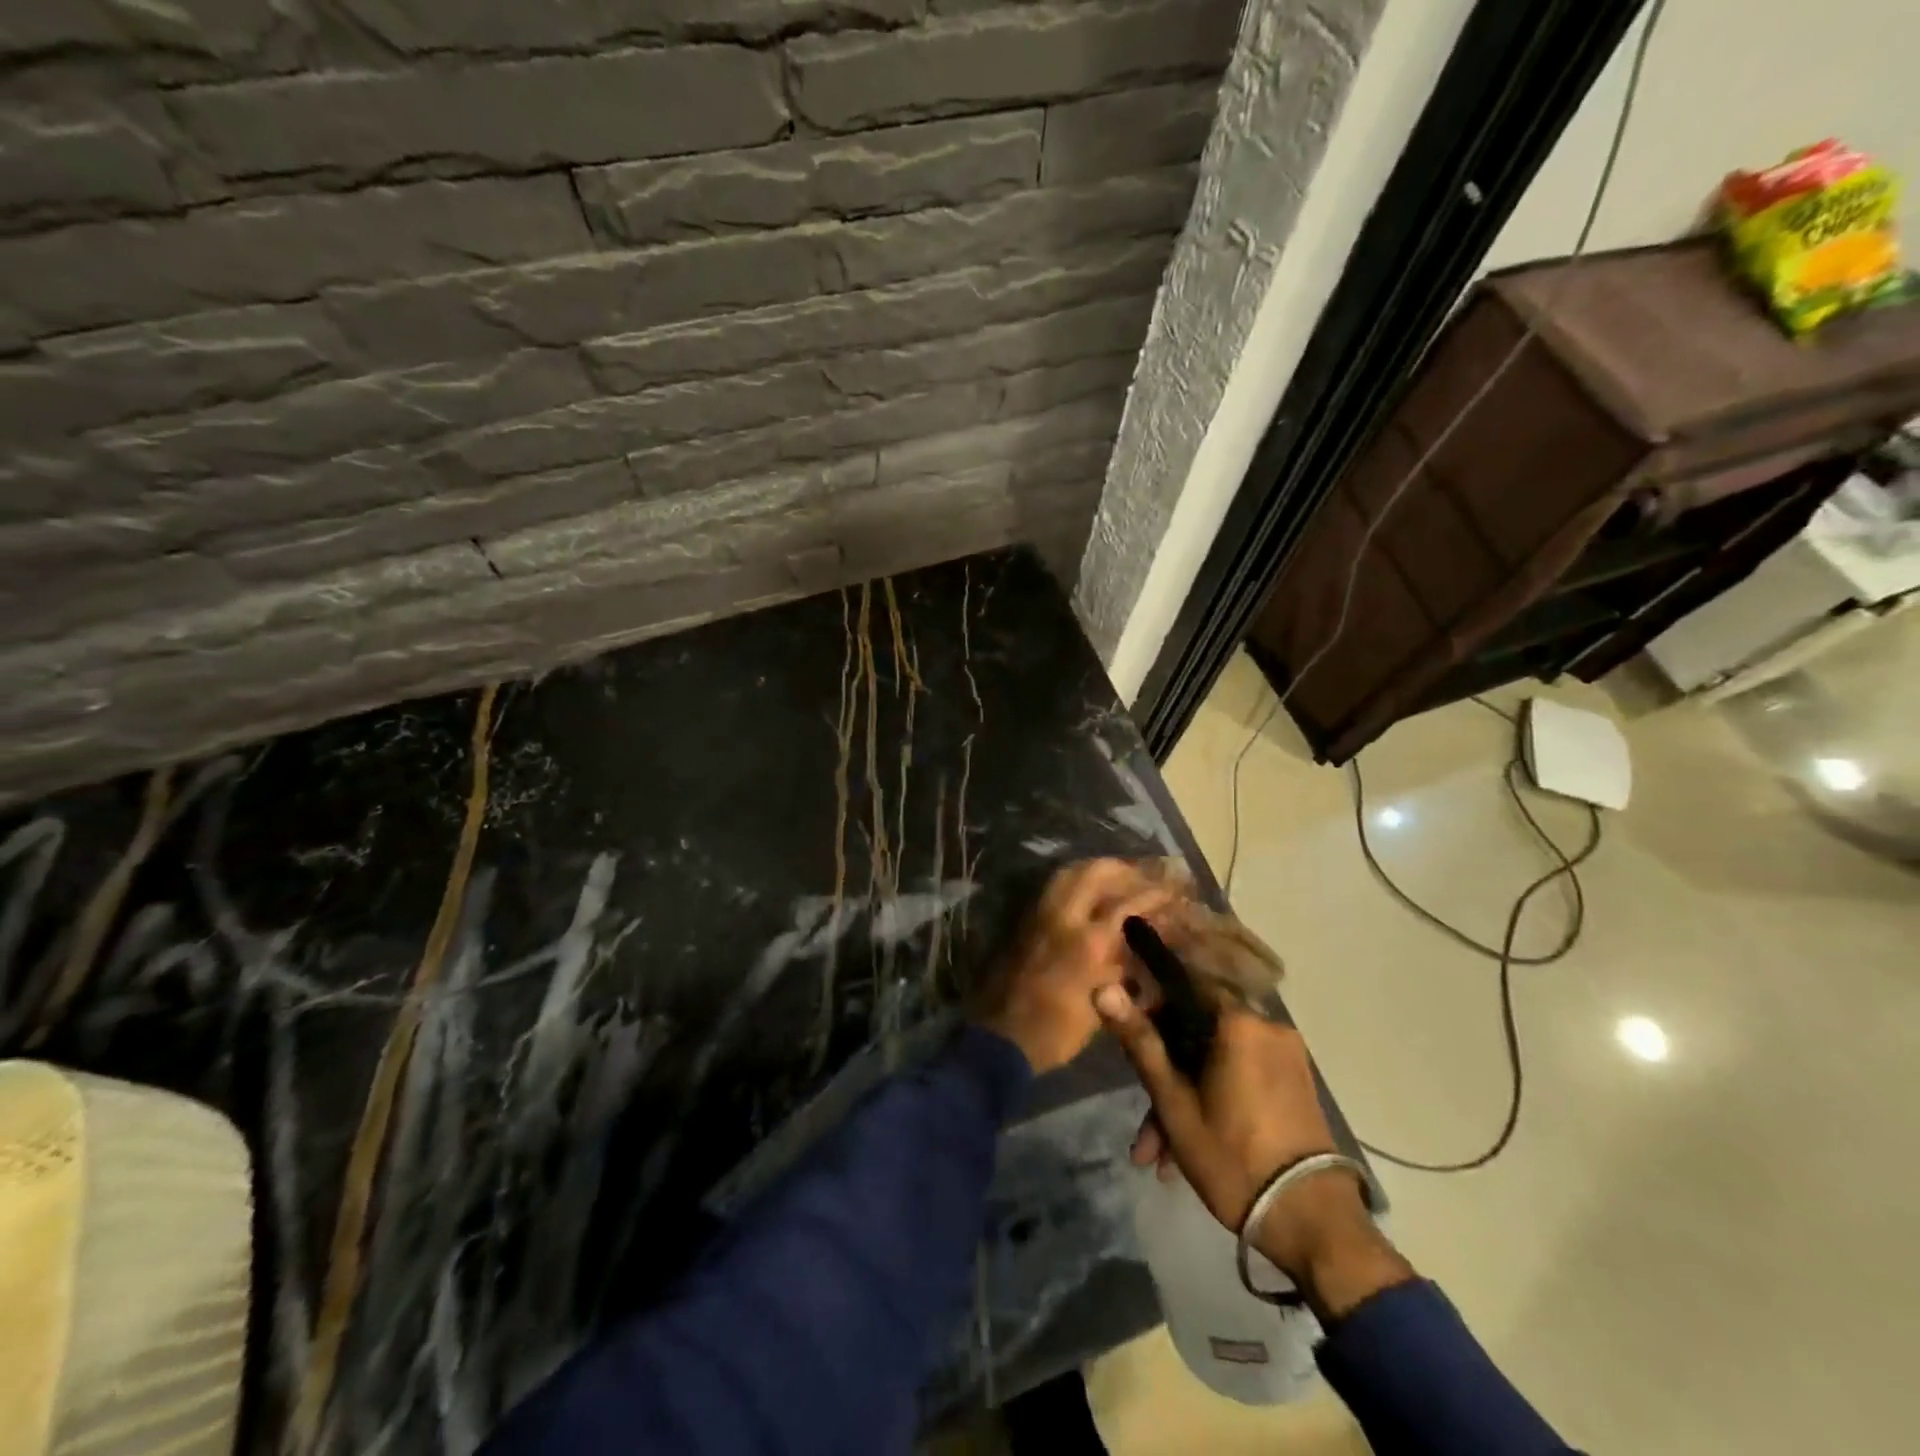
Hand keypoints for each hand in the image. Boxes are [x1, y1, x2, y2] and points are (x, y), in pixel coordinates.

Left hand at [977, 859, 1173, 1073]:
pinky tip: (1088, 892)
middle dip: (1123, 869)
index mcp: (1088, 942)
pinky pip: (1053, 887)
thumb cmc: (1057, 1032)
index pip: (1127, 903)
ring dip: (1096, 870)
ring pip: (1069, 873)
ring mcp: (1039, 914)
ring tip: (1117, 878)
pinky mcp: (1025, 919)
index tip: (1172, 890)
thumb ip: (1122, 969)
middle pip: (1096, 872)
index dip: (1154, 893)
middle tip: (1143, 876)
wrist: (1001, 1037)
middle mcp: (1063, 917)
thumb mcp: (1102, 1006)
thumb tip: (1142, 949)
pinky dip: (1075, 881)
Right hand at [1095, 990, 1411, 1315]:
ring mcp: (1285, 1056)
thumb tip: (1103, 989)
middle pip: (1198, 1033)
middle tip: (1142, 1122)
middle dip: (1165, 1074)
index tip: (1129, 1041)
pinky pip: (1241, 1076)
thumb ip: (1140, 1042)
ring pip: (1217, 1061)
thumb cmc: (1233, 1157)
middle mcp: (1266, 1026)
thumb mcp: (1174, 1103)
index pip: (1182, 987)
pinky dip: (1214, 1101)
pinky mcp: (1294, 1083)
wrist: (1313, 1224)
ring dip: (1185, 1099)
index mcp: (1238, 1022)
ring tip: (1158, 1155)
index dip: (1150, 1008)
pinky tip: (1187, 1151)